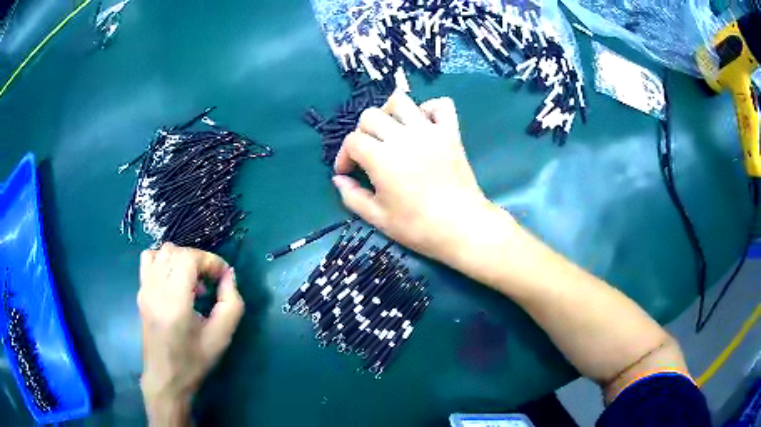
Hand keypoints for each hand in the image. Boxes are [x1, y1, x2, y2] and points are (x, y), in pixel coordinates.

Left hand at [138, 243, 243, 425]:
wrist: (166, 377)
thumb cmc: (194, 360)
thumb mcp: (222, 336)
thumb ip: (231, 303)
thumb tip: (228, 275)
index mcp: (175, 301)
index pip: (188, 258)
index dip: (209, 260)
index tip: (223, 276)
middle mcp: (155, 289)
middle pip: (176, 251)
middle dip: (198, 259)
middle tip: (211, 280)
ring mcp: (144, 289)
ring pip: (161, 251)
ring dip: (181, 259)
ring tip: (192, 281)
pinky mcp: (140, 292)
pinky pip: (149, 260)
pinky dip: (163, 260)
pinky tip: (174, 280)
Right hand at [333, 93, 500, 262]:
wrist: (462, 227)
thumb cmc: (418, 227)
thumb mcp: (377, 218)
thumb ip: (352, 196)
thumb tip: (338, 179)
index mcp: (382, 158)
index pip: (352, 141)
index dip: (344, 156)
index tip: (347, 172)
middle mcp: (403, 137)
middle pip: (371, 115)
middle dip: (362, 133)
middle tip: (368, 154)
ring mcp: (429, 131)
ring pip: (401, 101)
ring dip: (389, 112)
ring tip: (391, 132)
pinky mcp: (451, 133)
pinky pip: (441, 105)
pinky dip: (429, 109)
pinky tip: (423, 125)